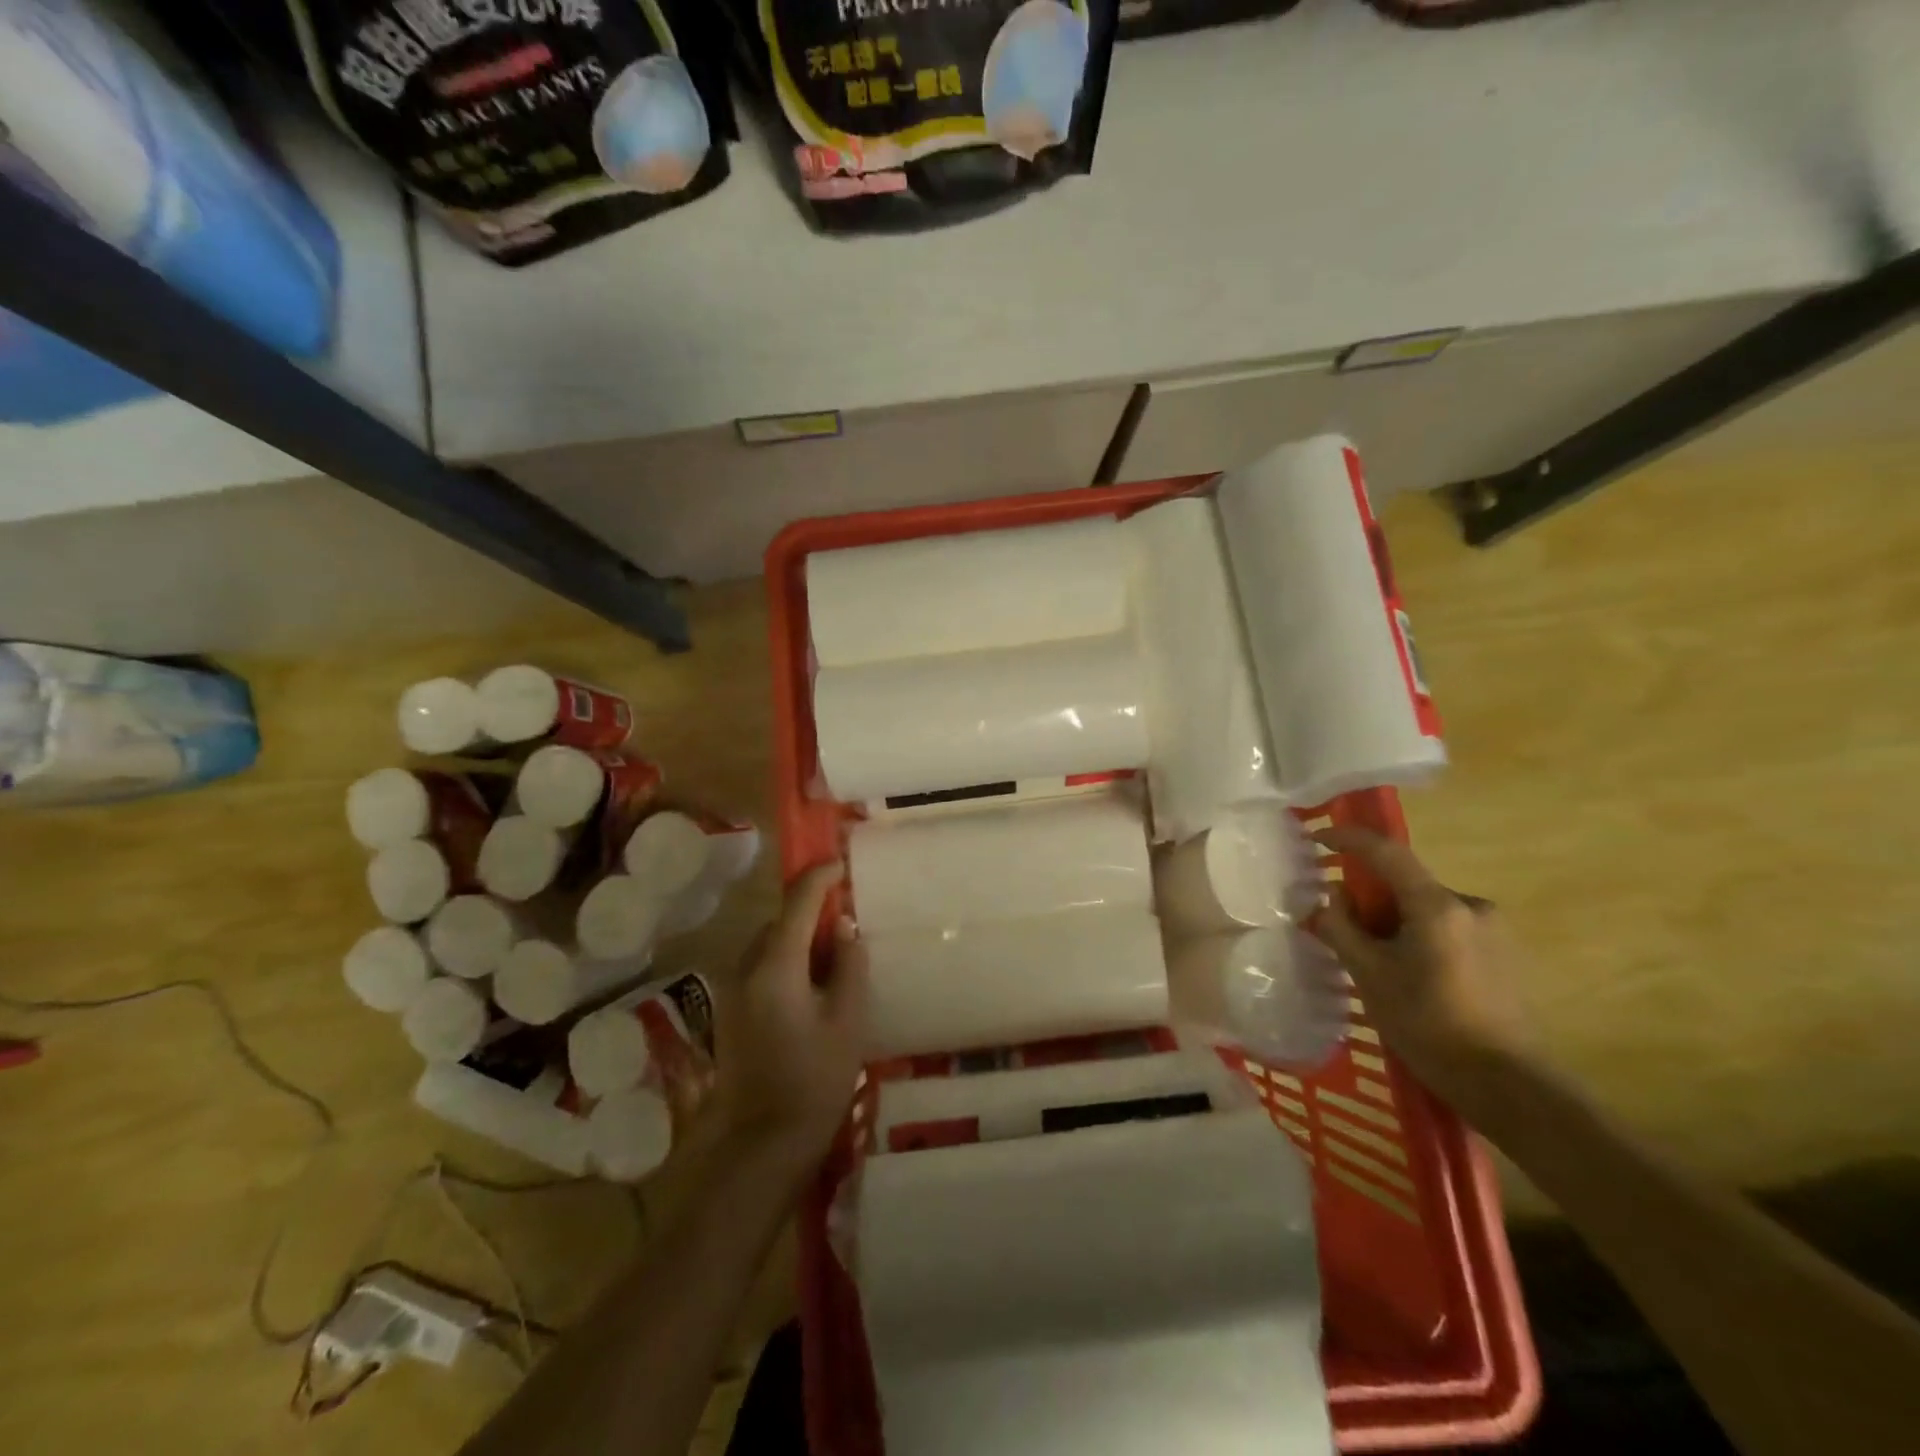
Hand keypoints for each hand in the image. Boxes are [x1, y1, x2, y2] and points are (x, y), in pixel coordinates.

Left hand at [707, 861, 867, 1178]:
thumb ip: (848, 966)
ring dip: (798, 938)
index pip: (797, 902)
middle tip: (847, 919)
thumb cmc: (814, 1081)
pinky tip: (813, 986)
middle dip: (811, 911)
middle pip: (779, 921)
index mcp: (775, 966)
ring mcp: (734, 992)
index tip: (842, 864)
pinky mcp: (733, 1013)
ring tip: (834, 954)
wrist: (763, 1145)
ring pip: (769, 945)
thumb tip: (843, 928)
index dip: (821, 877)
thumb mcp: (847, 1021)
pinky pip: (762, 968)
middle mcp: (746, 969)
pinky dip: (786, 961)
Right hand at [1309, 827, 1536, 1119]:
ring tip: (1378, 966)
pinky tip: (1411, 980)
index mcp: (1436, 905)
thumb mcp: (1369, 975)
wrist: (1507, 1085)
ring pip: (1425, 910)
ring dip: (1395, 924)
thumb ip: (1341, 927)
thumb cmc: (1429, 1024)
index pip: (1385, 851)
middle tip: (1345, 932)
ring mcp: (1492, 931)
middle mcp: (1469, 905)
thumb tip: (1331, 898)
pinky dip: (1419, 939)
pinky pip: (1446, 930)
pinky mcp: (1503, 955)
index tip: (1316, 839)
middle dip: (1370, 900)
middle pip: (1404, 885)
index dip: (1347, 839)